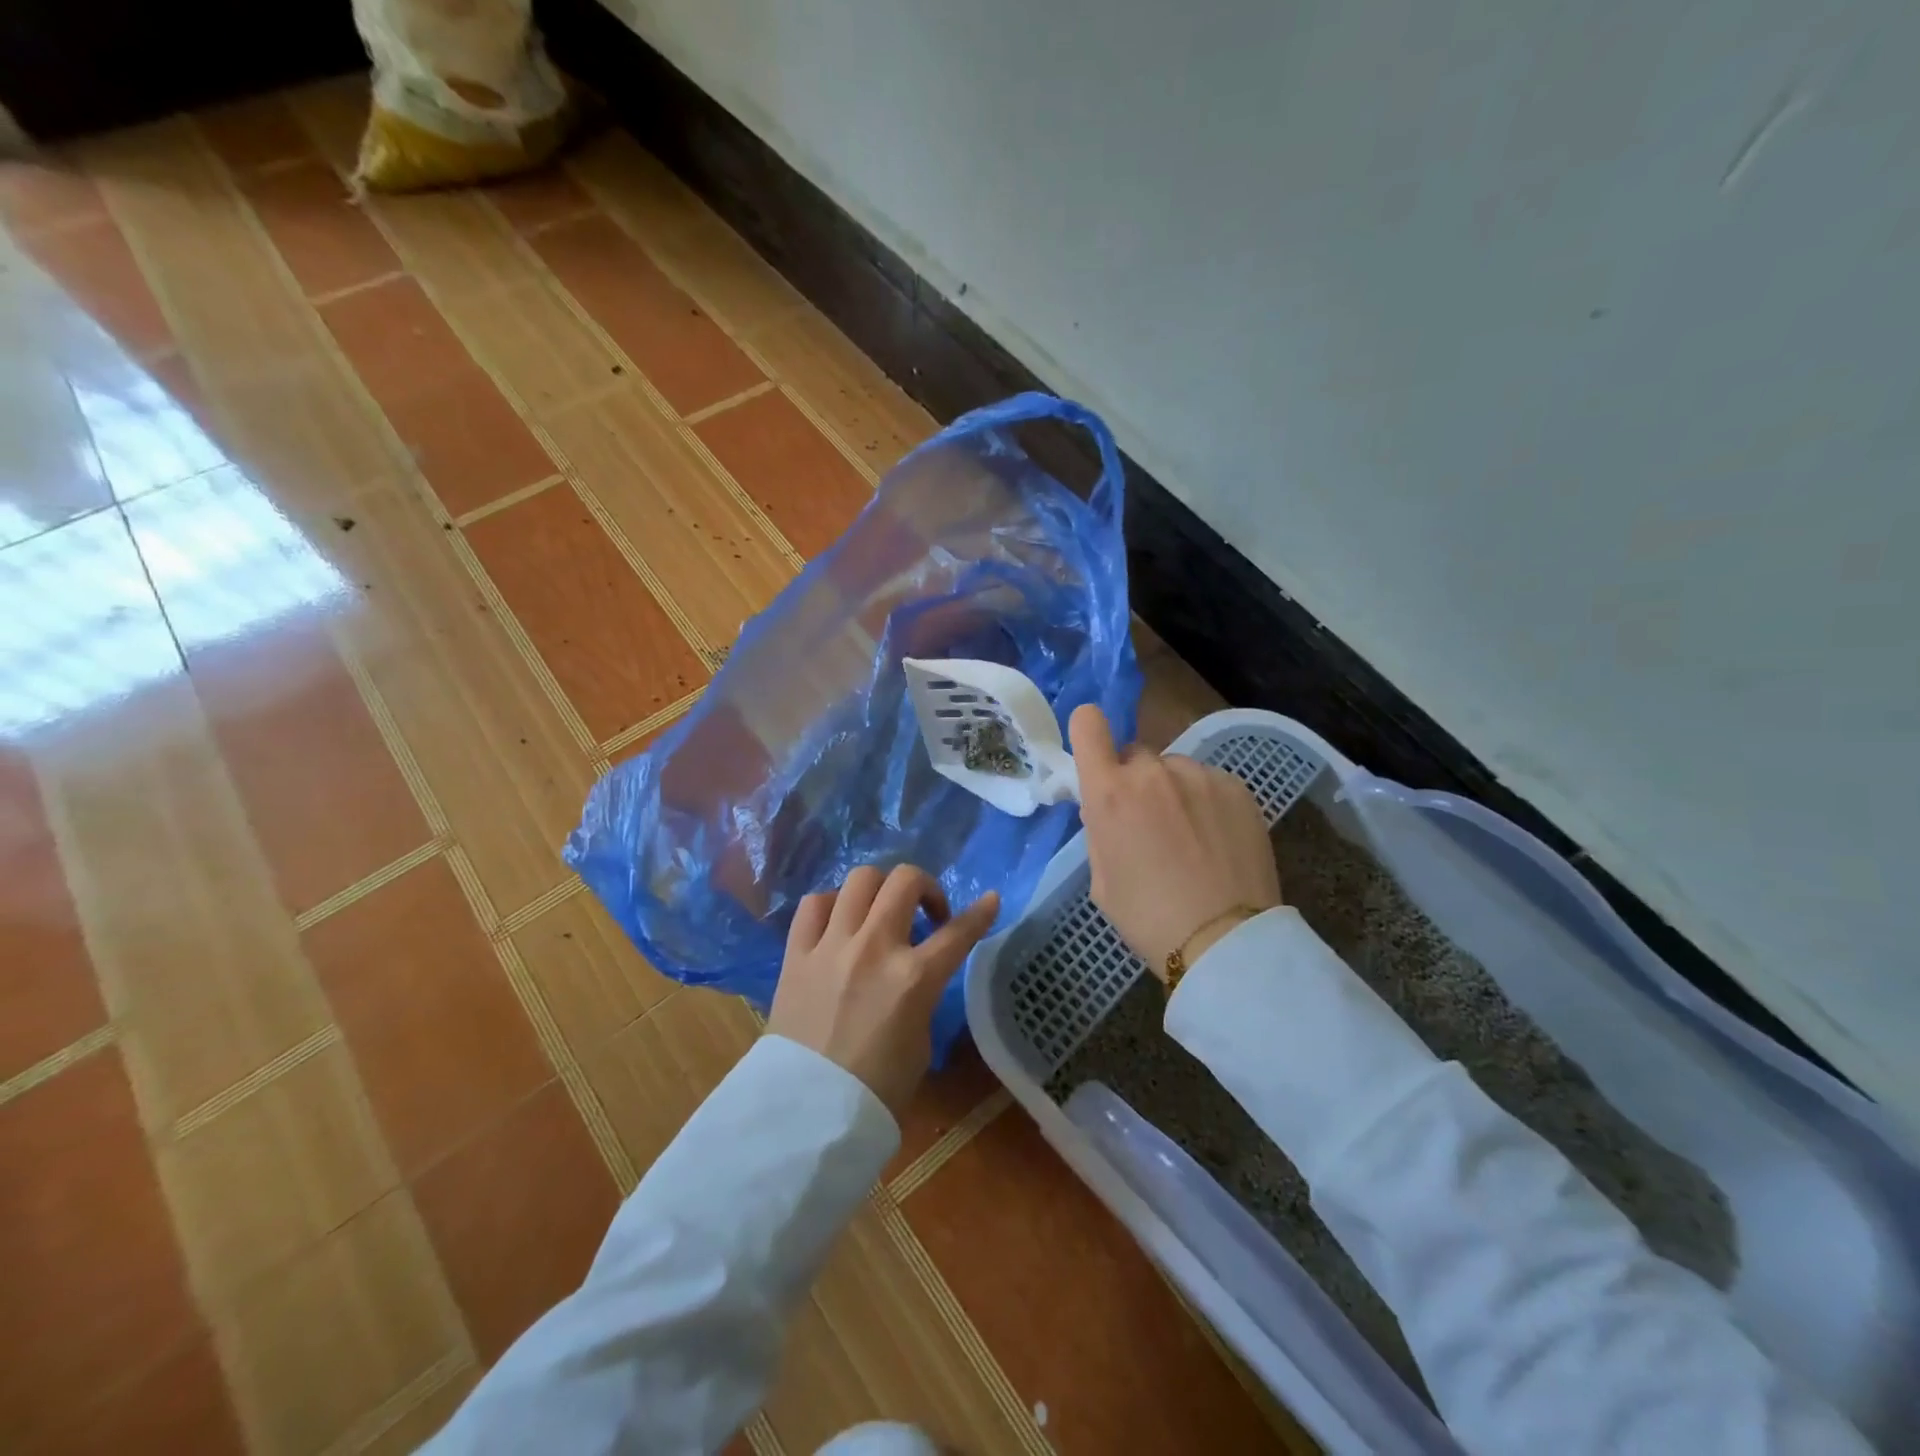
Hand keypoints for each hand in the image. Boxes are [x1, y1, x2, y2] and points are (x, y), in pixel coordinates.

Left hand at [767, 864, 999, 1116]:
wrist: (809, 1111)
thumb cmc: (877, 1088)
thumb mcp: (921, 1040)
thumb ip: (922, 993)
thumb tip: (915, 973)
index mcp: (914, 978)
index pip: (959, 932)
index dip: (980, 913)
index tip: (989, 900)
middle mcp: (875, 947)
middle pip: (906, 881)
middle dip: (926, 887)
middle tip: (926, 913)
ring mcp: (832, 945)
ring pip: (860, 879)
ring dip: (880, 889)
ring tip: (880, 912)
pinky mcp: (797, 952)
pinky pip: (814, 904)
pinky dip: (832, 905)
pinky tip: (839, 922)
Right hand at [1070, 704, 1279, 980]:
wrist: (1226, 941)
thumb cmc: (1149, 918)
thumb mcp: (1102, 879)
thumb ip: (1100, 829)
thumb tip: (1107, 807)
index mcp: (1110, 793)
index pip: (1088, 724)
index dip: (1087, 732)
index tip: (1094, 753)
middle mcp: (1153, 772)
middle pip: (1134, 754)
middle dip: (1134, 780)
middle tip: (1147, 822)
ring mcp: (1200, 775)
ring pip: (1174, 769)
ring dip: (1173, 790)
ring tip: (1190, 836)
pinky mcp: (1237, 787)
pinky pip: (1208, 782)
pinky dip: (1206, 801)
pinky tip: (1216, 839)